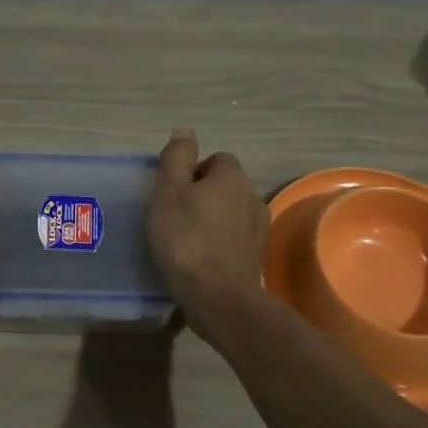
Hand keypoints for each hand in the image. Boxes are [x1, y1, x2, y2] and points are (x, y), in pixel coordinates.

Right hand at [148, 130, 268, 327]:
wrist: (218, 296)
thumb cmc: (186, 238)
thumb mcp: (169, 192)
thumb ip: (176, 158)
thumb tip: (186, 131)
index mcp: (232, 177)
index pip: (215, 159)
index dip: (192, 171)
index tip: (172, 192)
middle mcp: (252, 197)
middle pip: (224, 186)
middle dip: (203, 195)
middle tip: (174, 214)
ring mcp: (258, 229)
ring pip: (230, 212)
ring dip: (211, 219)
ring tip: (185, 238)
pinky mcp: (255, 256)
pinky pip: (233, 238)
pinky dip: (218, 242)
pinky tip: (199, 257)